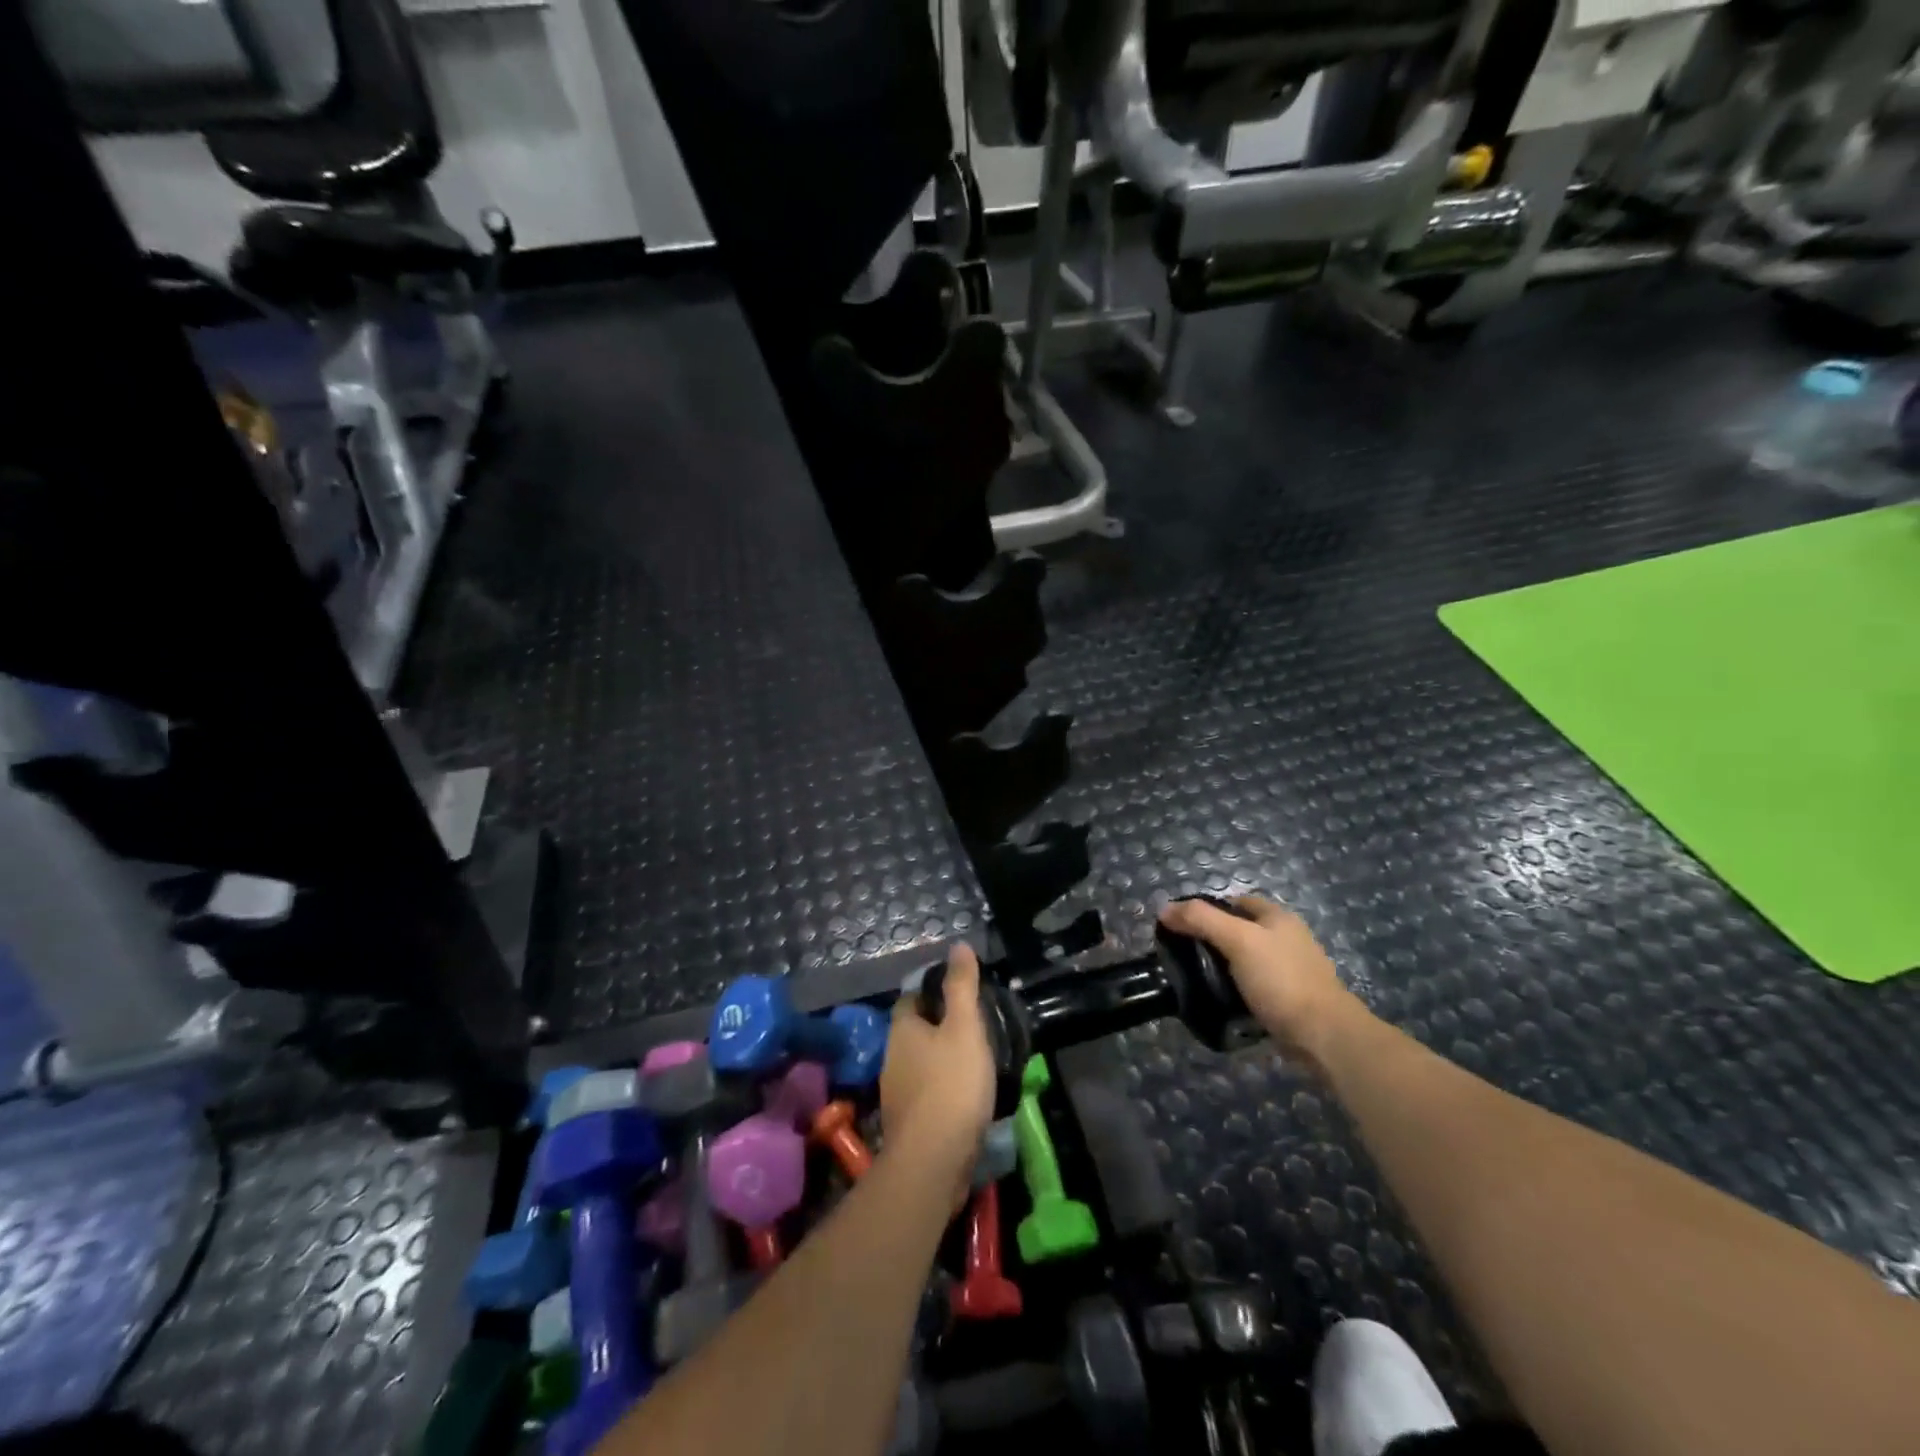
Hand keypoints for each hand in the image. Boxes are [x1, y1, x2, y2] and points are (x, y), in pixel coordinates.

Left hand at [881, 944, 995, 1192]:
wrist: (933, 1162)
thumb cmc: (951, 1085)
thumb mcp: (964, 1028)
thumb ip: (962, 987)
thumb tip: (958, 945)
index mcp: (903, 1030)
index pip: (912, 997)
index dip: (933, 990)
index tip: (961, 991)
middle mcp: (893, 1057)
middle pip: (916, 1031)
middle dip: (940, 1025)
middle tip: (976, 1024)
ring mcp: (897, 1093)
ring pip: (921, 1063)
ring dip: (943, 1059)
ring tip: (977, 1058)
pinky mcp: (909, 1123)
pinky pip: (927, 1093)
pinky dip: (944, 1088)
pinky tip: (967, 1095)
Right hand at [1158, 895, 1364, 1070]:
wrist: (1324, 1035)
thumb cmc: (1281, 979)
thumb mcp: (1237, 940)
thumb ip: (1201, 920)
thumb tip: (1164, 908)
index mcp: (1278, 917)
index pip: (1235, 901)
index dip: (1207, 910)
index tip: (1182, 927)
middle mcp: (1287, 938)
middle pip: (1240, 931)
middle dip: (1213, 941)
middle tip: (1184, 956)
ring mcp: (1290, 970)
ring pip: (1246, 961)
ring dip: (1223, 969)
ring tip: (1197, 980)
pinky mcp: (1289, 999)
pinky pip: (1254, 987)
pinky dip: (1237, 991)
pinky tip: (1221, 1001)